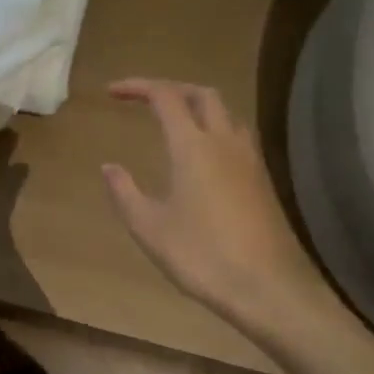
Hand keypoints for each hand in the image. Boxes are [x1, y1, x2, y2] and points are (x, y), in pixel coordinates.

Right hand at [102, 79, 333, 347]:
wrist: (264, 286)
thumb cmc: (200, 256)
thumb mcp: (149, 227)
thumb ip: (125, 192)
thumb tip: (109, 166)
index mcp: (193, 147)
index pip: (165, 97)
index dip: (137, 87)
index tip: (112, 92)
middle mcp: (225, 142)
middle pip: (202, 95)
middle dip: (172, 89)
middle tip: (145, 101)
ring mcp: (249, 160)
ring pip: (226, 114)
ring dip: (198, 107)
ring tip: (175, 124)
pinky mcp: (262, 180)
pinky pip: (237, 137)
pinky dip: (215, 130)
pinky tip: (203, 158)